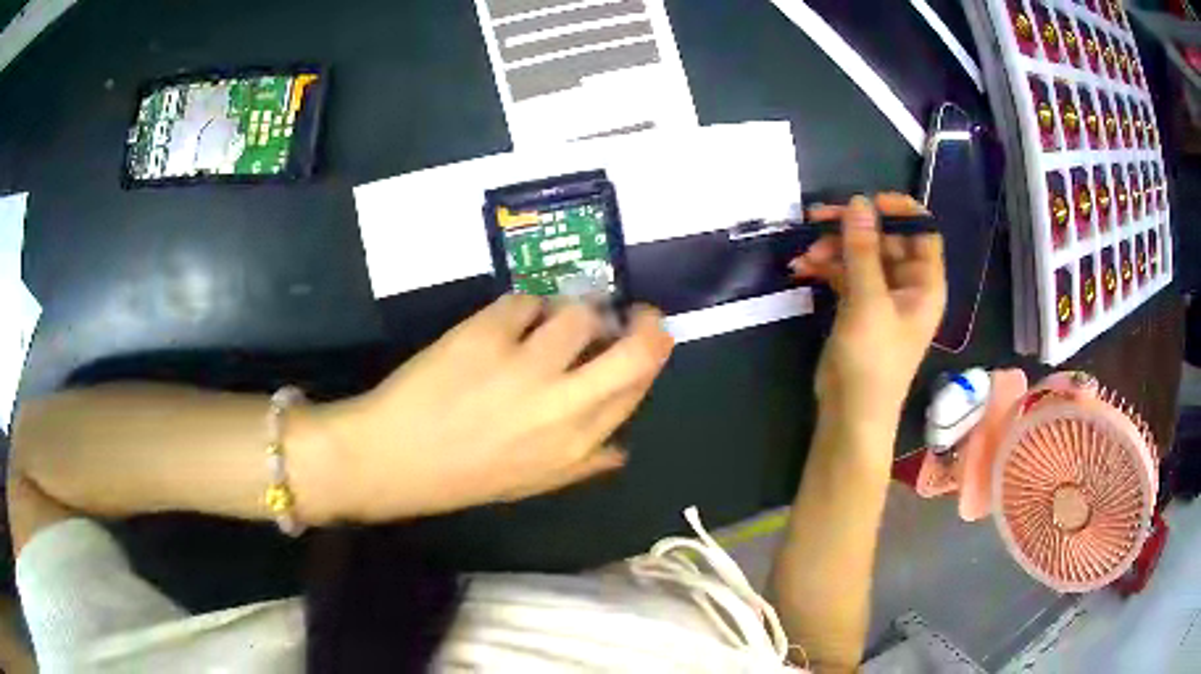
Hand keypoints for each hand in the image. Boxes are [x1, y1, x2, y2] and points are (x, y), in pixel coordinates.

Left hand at [318, 295, 673, 521]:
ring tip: (552, 317)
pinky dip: (521, 308)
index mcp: (576, 443)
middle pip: (637, 350)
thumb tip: (622, 450)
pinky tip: (504, 325)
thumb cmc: (462, 475)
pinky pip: (525, 301)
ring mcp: (526, 365)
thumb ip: (582, 466)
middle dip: (646, 323)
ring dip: (572, 309)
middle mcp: (563, 404)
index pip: (637, 388)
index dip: (648, 356)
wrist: (394, 458)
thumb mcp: (532, 483)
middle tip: (634, 311)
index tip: (640, 338)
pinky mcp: (487, 334)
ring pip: (579, 313)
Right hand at [790, 194, 945, 418]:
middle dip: (853, 228)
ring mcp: (881, 296)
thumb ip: (863, 249)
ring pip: (861, 255)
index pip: (922, 232)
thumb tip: (858, 200)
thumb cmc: (872, 360)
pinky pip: (844, 274)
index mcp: (925, 284)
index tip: (868, 201)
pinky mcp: (858, 307)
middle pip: (885, 239)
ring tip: (806, 252)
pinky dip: (825, 267)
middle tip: (820, 218)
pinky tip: (801, 267)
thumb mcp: (868, 301)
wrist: (850, 413)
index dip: (900, 211)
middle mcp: (907, 285)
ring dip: (833, 248)